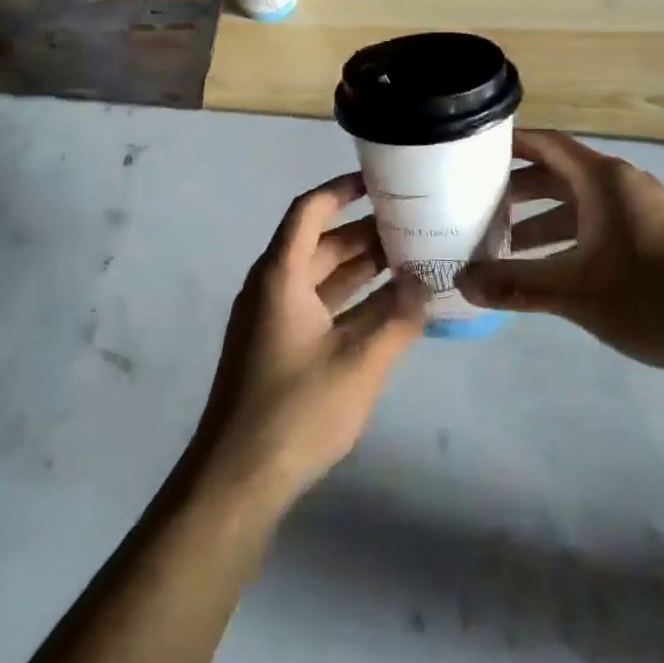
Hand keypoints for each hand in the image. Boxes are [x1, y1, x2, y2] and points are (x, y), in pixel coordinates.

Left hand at [189, 173, 426, 511]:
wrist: (236, 481)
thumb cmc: (295, 411)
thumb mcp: (358, 363)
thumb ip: (397, 319)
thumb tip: (428, 283)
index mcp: (281, 276)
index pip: (309, 211)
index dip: (341, 190)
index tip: (379, 181)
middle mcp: (273, 288)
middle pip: (320, 243)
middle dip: (365, 232)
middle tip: (413, 224)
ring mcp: (274, 320)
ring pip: (322, 277)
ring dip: (362, 268)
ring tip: (412, 259)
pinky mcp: (279, 349)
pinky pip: (320, 307)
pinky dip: (352, 302)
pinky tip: (390, 308)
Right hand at [456, 130, 663, 373]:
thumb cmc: (654, 296)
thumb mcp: (576, 293)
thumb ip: (516, 285)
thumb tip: (462, 282)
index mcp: (603, 180)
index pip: (546, 144)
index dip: (509, 144)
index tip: (471, 152)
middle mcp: (623, 183)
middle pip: (560, 172)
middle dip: (518, 187)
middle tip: (477, 204)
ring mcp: (644, 208)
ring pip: (581, 201)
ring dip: (544, 216)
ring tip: (507, 242)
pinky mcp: (658, 234)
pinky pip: (602, 220)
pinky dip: (572, 233)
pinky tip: (556, 265)